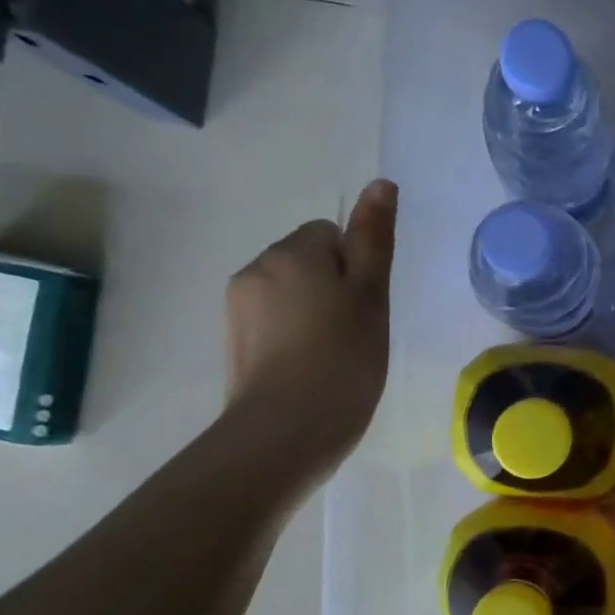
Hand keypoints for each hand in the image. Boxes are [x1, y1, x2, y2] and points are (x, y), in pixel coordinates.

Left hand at [223, 178, 396, 481]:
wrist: (287, 430)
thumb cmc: (342, 359)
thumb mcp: (371, 295)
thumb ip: (374, 239)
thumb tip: (380, 184)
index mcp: (292, 253)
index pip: (330, 234)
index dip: (355, 268)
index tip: (366, 308)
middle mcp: (257, 269)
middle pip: (306, 260)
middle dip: (332, 287)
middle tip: (355, 333)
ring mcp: (239, 307)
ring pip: (290, 292)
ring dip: (313, 312)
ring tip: (333, 356)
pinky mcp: (234, 342)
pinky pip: (273, 321)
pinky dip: (293, 336)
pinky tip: (309, 368)